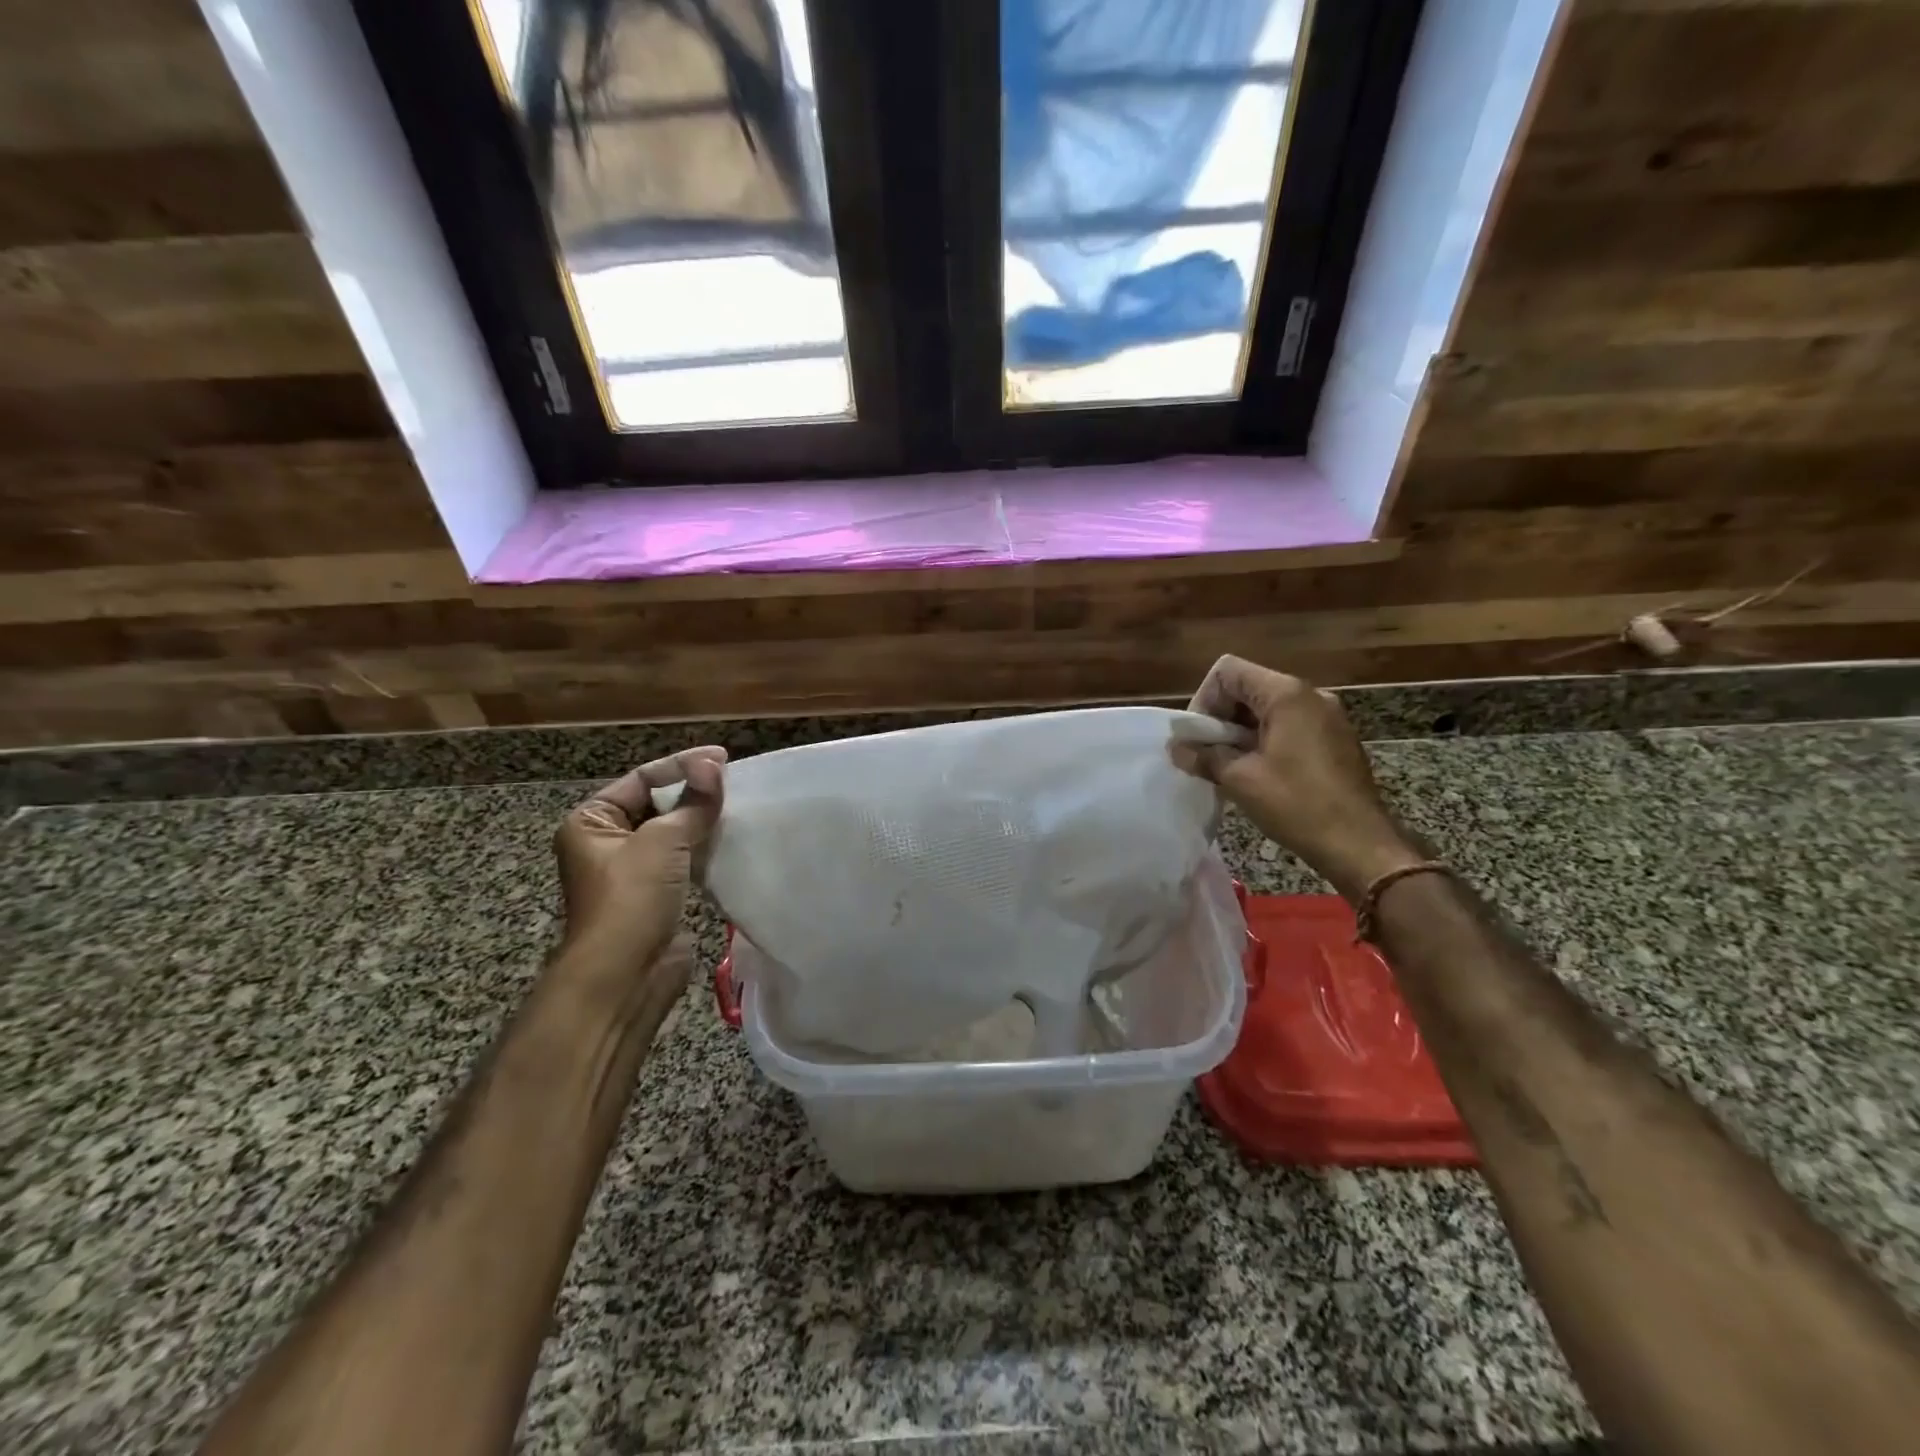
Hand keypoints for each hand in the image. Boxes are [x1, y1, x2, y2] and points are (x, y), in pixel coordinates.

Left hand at [552, 748, 725, 993]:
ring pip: (673, 833)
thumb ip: (693, 803)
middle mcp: (607, 843)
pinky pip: (684, 859)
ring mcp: (633, 871)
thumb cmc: (631, 898)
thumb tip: (715, 765)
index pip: (641, 780)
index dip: (682, 766)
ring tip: (738, 806)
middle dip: (694, 793)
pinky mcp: (657, 895)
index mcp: (591, 822)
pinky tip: (732, 840)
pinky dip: (705, 848)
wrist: (625, 975)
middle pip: (657, 804)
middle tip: (734, 781)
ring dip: (702, 821)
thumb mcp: (662, 841)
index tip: (722, 757)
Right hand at [1174, 656, 1421, 901]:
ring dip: (1241, 731)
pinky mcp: (1335, 739)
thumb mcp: (1240, 780)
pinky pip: (1289, 725)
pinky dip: (1265, 740)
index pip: (1228, 671)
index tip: (1200, 738)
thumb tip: (1176, 748)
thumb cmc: (1297, 805)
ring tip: (1229, 767)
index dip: (1204, 700)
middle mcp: (1310, 695)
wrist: (1359, 845)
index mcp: (1287, 694)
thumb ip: (1204, 756)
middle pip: (1248, 687)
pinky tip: (1258, 774)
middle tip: (1208, 754)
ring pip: (1267, 708)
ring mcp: (1327, 716)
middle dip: (1221, 717)